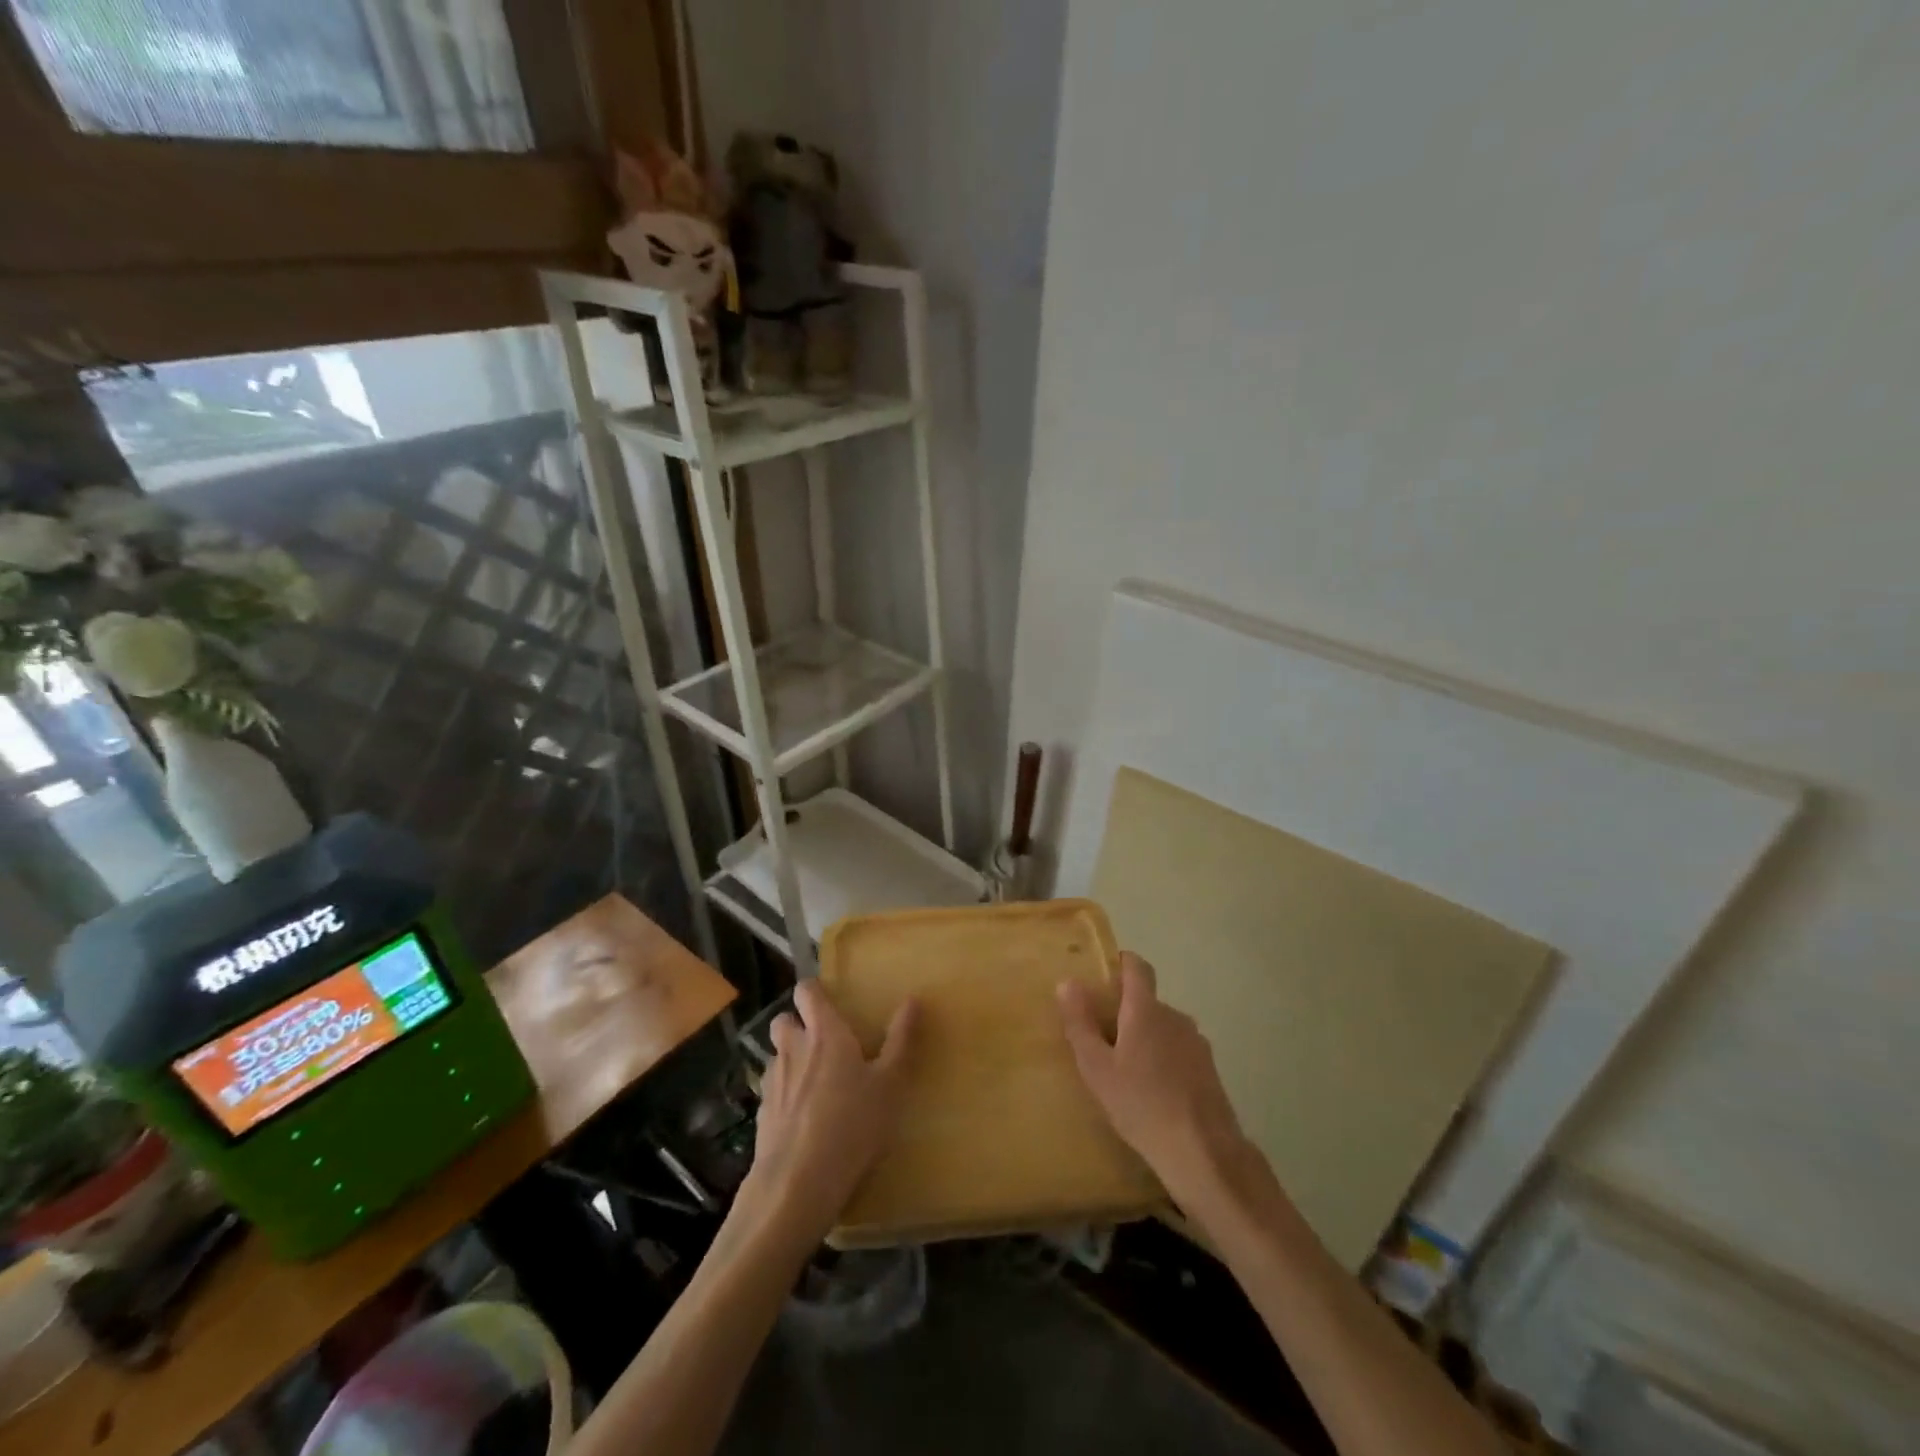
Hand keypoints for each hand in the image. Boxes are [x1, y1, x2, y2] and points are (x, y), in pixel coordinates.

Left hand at [748, 980, 918, 1242]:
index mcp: (825, 1033)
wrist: (796, 1185)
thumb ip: (901, 1041)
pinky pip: (773, 1093)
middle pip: (782, 1020)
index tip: (830, 1000)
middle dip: (797, 1024)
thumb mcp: (890, 1085)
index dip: (815, 991)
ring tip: (816, 1084)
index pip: (807, 992)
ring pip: (777, 1057)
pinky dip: (786, 1097)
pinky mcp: (762, 1116)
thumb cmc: (852, 1125)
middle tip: (823, 1042)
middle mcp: (793, 1049)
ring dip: (792, 1061)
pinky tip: (804, 1121)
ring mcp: (772, 1083)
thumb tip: (913, 999)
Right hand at [1059, 953, 1252, 1209]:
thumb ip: (1080, 1023)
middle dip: (1125, 1012)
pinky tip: (1152, 1092)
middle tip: (1101, 1040)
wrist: (1203, 1152)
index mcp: (1146, 1009)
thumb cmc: (1141, 1105)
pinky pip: (1178, 1051)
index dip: (1121, 963)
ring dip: (1145, 1039)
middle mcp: (1174, 1016)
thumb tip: (1068, 982)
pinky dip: (1163, 1060)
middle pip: (1147, 1001)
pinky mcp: (1209, 1069)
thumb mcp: (1097, 1068)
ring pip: (1163, 1028)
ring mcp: (1196, 1042)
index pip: (1137, 967)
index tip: (1102, 977)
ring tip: (1126, 1071)